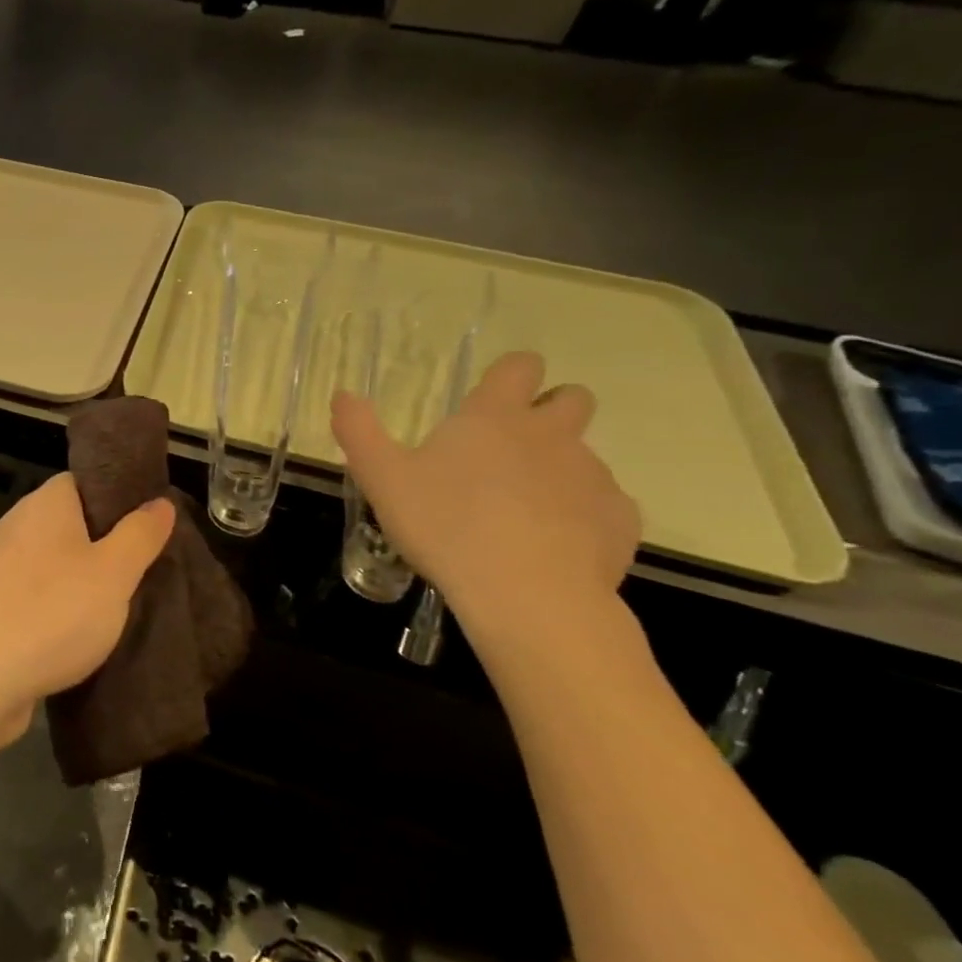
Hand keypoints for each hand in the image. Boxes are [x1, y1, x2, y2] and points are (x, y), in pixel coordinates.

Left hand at [0, 474, 173, 747]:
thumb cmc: (52, 615)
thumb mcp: (114, 573)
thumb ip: (140, 535)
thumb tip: (160, 502)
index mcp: (45, 503)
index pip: (86, 481)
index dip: (119, 498)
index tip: (149, 525)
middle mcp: (16, 524)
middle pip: (71, 522)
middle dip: (106, 544)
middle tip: (142, 569)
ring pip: (54, 561)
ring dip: (83, 580)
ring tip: (118, 605)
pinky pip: (35, 593)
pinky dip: (58, 607)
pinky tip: (79, 633)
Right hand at [332, 351, 639, 652]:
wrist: (527, 596)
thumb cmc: (445, 526)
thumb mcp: (382, 479)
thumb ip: (359, 432)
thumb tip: (342, 395)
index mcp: (494, 417)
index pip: (519, 366)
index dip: (510, 373)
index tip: (493, 394)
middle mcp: (550, 434)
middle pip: (571, 398)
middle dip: (550, 411)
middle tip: (511, 449)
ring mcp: (592, 475)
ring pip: (584, 456)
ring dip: (558, 470)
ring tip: (521, 512)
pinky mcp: (619, 519)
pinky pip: (605, 506)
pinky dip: (582, 517)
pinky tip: (552, 547)